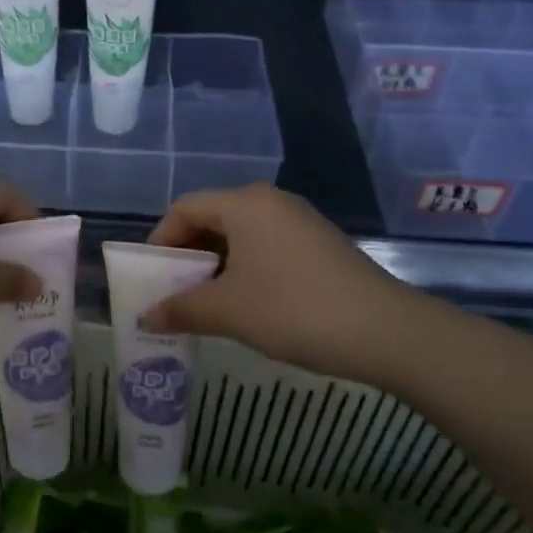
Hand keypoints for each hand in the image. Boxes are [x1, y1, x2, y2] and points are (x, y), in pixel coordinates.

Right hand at [142, 185, 420, 377]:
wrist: (386, 331)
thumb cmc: (294, 310)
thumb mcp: (228, 312)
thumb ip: (181, 309)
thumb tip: (146, 317)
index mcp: (244, 204)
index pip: (185, 208)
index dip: (160, 240)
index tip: (151, 277)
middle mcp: (270, 201)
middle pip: (212, 218)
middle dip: (187, 255)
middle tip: (174, 292)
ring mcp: (298, 221)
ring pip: (240, 234)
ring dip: (216, 265)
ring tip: (206, 303)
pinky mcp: (318, 243)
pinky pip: (266, 246)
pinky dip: (245, 268)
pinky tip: (246, 303)